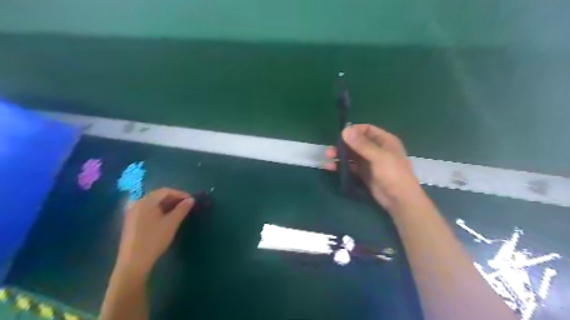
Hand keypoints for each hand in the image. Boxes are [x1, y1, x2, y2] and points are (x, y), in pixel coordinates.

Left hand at [117, 188, 193, 277]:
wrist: (133, 263)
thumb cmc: (154, 240)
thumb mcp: (171, 223)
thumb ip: (182, 209)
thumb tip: (191, 199)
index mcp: (146, 202)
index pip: (165, 191)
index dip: (180, 193)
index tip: (191, 200)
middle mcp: (137, 204)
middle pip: (157, 196)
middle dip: (173, 198)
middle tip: (186, 205)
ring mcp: (132, 214)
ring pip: (152, 203)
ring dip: (166, 205)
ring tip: (178, 211)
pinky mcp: (131, 222)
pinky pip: (147, 210)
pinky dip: (158, 210)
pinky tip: (165, 218)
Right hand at [325, 124, 422, 209]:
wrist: (399, 199)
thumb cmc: (393, 174)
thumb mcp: (379, 157)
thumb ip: (362, 144)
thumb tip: (345, 130)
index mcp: (384, 141)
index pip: (367, 130)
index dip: (354, 131)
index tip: (341, 135)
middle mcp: (376, 149)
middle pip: (357, 143)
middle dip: (343, 145)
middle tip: (330, 149)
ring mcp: (369, 162)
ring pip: (352, 155)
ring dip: (340, 155)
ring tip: (328, 157)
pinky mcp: (364, 173)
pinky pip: (351, 166)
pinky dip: (341, 165)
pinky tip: (331, 167)